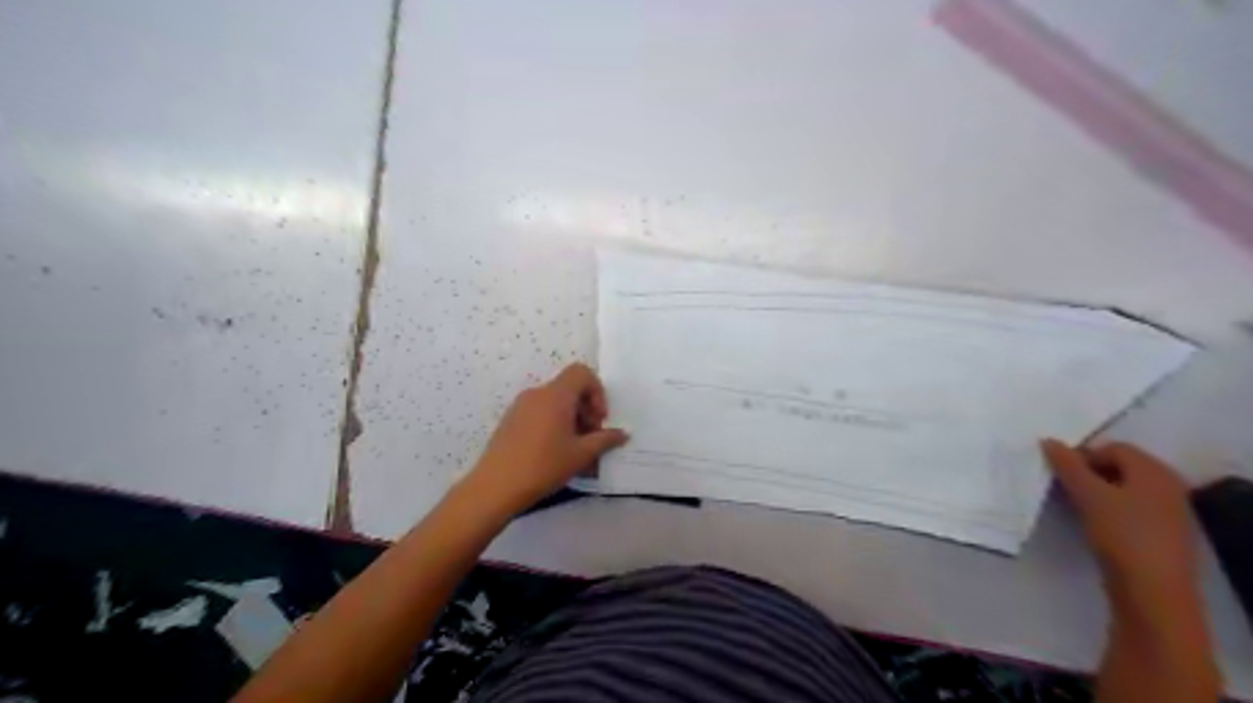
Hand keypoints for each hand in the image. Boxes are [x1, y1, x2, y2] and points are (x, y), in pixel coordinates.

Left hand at [461, 367, 625, 515]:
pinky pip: (539, 412)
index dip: (597, 391)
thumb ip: (605, 440)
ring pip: (554, 402)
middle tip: (592, 438)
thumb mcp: (581, 455)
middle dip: (586, 409)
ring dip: (571, 418)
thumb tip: (622, 434)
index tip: (599, 419)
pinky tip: (554, 452)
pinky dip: (553, 423)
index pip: (581, 373)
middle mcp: (537, 394)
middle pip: (569, 388)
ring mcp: (520, 406)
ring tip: (575, 449)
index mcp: (556, 395)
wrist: (495, 486)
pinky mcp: (510, 420)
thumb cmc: (543, 466)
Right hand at [1044, 439, 1197, 598]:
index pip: (1114, 448)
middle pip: (1119, 467)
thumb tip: (1048, 441)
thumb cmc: (1122, 534)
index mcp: (1155, 472)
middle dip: (1087, 473)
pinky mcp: (1158, 534)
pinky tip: (1089, 522)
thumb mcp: (1089, 495)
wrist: (1153, 592)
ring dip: (1093, 492)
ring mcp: (1165, 512)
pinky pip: (1127, 509)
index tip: (1059, 472)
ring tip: (1071, 503)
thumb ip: (1068, 466)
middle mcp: (1166, 487)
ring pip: (1121, 490)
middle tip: (1061, 485)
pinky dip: (1106, 509)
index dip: (1083, 455)